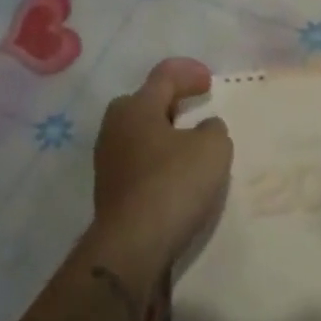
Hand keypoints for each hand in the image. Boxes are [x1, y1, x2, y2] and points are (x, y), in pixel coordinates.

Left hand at [90, 58, 232, 283]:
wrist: (132, 247)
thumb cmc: (173, 184)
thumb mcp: (213, 149)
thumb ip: (213, 129)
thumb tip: (204, 128)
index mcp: (136, 107)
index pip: (163, 76)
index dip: (189, 73)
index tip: (209, 83)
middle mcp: (115, 127)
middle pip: (144, 102)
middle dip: (169, 102)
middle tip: (193, 110)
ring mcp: (107, 160)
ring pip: (139, 134)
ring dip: (163, 134)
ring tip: (189, 146)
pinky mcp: (109, 191)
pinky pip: (137, 162)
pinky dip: (156, 161)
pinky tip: (175, 176)